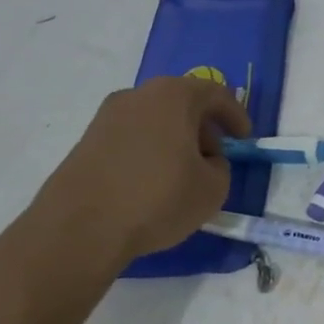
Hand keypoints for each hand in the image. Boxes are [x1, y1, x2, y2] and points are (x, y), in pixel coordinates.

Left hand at [15, 77, 251, 283]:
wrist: (79, 229)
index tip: (245, 139)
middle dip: (203, 127)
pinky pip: (132, 137)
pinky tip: (152, 181)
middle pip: (182, 102)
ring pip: (155, 119)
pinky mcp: (86, 141)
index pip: (215, 94)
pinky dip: (149, 151)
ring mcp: (107, 117)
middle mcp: (138, 95)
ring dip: (174, 139)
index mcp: (174, 95)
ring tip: (183, 173)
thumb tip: (205, 161)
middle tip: (215, 155)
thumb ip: (220, 166)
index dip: (236, 116)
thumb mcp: (214, 188)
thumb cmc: (157, 198)